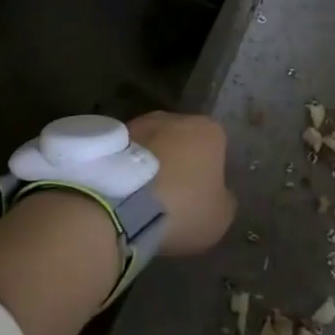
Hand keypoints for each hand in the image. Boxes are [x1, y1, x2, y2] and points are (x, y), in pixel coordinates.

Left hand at [128, 111, 234, 255]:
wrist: (122, 203)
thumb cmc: (182, 206)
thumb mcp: (219, 217)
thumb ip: (224, 200)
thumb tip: (218, 195)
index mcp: (210, 130)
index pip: (217, 148)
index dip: (210, 174)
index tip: (201, 197)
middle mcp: (176, 117)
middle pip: (183, 142)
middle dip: (180, 163)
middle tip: (173, 198)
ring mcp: (140, 123)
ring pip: (154, 145)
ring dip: (151, 165)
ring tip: (143, 199)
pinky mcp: (111, 136)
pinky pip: (127, 155)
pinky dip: (128, 170)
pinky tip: (124, 195)